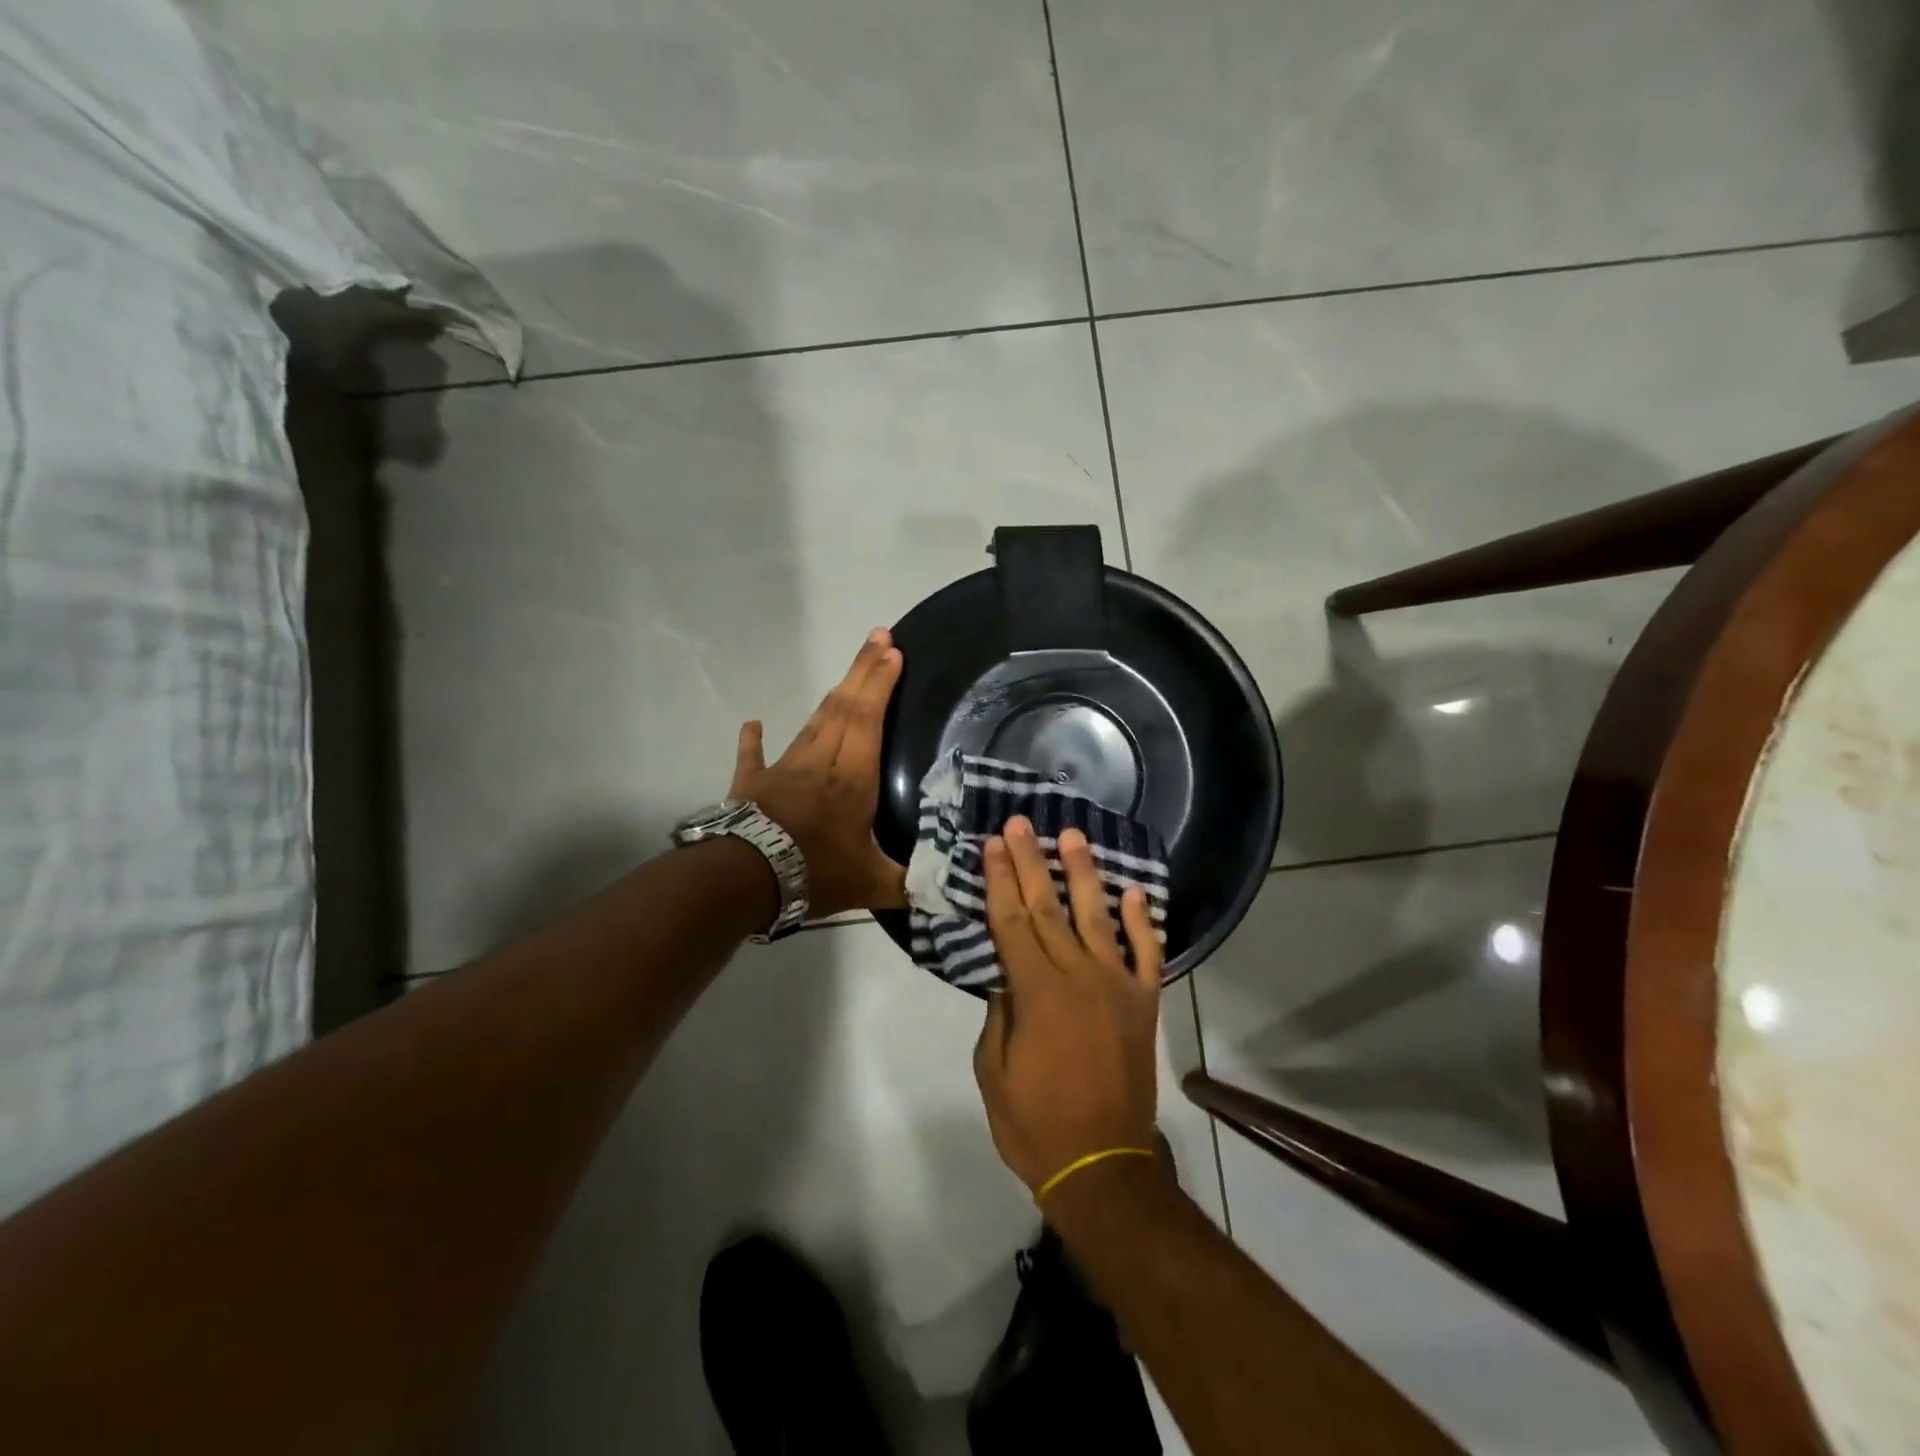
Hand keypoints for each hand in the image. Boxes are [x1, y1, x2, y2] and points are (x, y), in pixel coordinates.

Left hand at [729, 628, 907, 919]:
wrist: (746, 879)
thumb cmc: (814, 873)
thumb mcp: (871, 885)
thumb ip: (908, 883)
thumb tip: (946, 889)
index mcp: (853, 778)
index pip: (869, 719)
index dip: (881, 684)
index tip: (894, 652)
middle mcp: (821, 762)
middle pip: (844, 707)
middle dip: (864, 670)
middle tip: (879, 637)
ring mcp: (783, 768)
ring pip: (812, 723)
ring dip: (832, 696)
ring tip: (848, 676)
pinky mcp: (752, 783)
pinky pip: (753, 755)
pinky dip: (753, 738)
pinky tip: (753, 722)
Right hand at [972, 815, 1163, 1194]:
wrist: (1104, 1167)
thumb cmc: (1035, 1124)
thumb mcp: (993, 1071)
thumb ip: (998, 1015)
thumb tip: (1006, 977)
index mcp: (1036, 992)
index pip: (1011, 921)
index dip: (999, 880)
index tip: (992, 844)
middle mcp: (1078, 976)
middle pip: (1047, 907)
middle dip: (1030, 861)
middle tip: (1020, 823)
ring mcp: (1117, 985)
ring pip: (1097, 916)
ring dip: (1083, 873)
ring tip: (1072, 836)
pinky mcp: (1144, 1003)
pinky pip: (1147, 954)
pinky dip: (1143, 922)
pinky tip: (1134, 892)